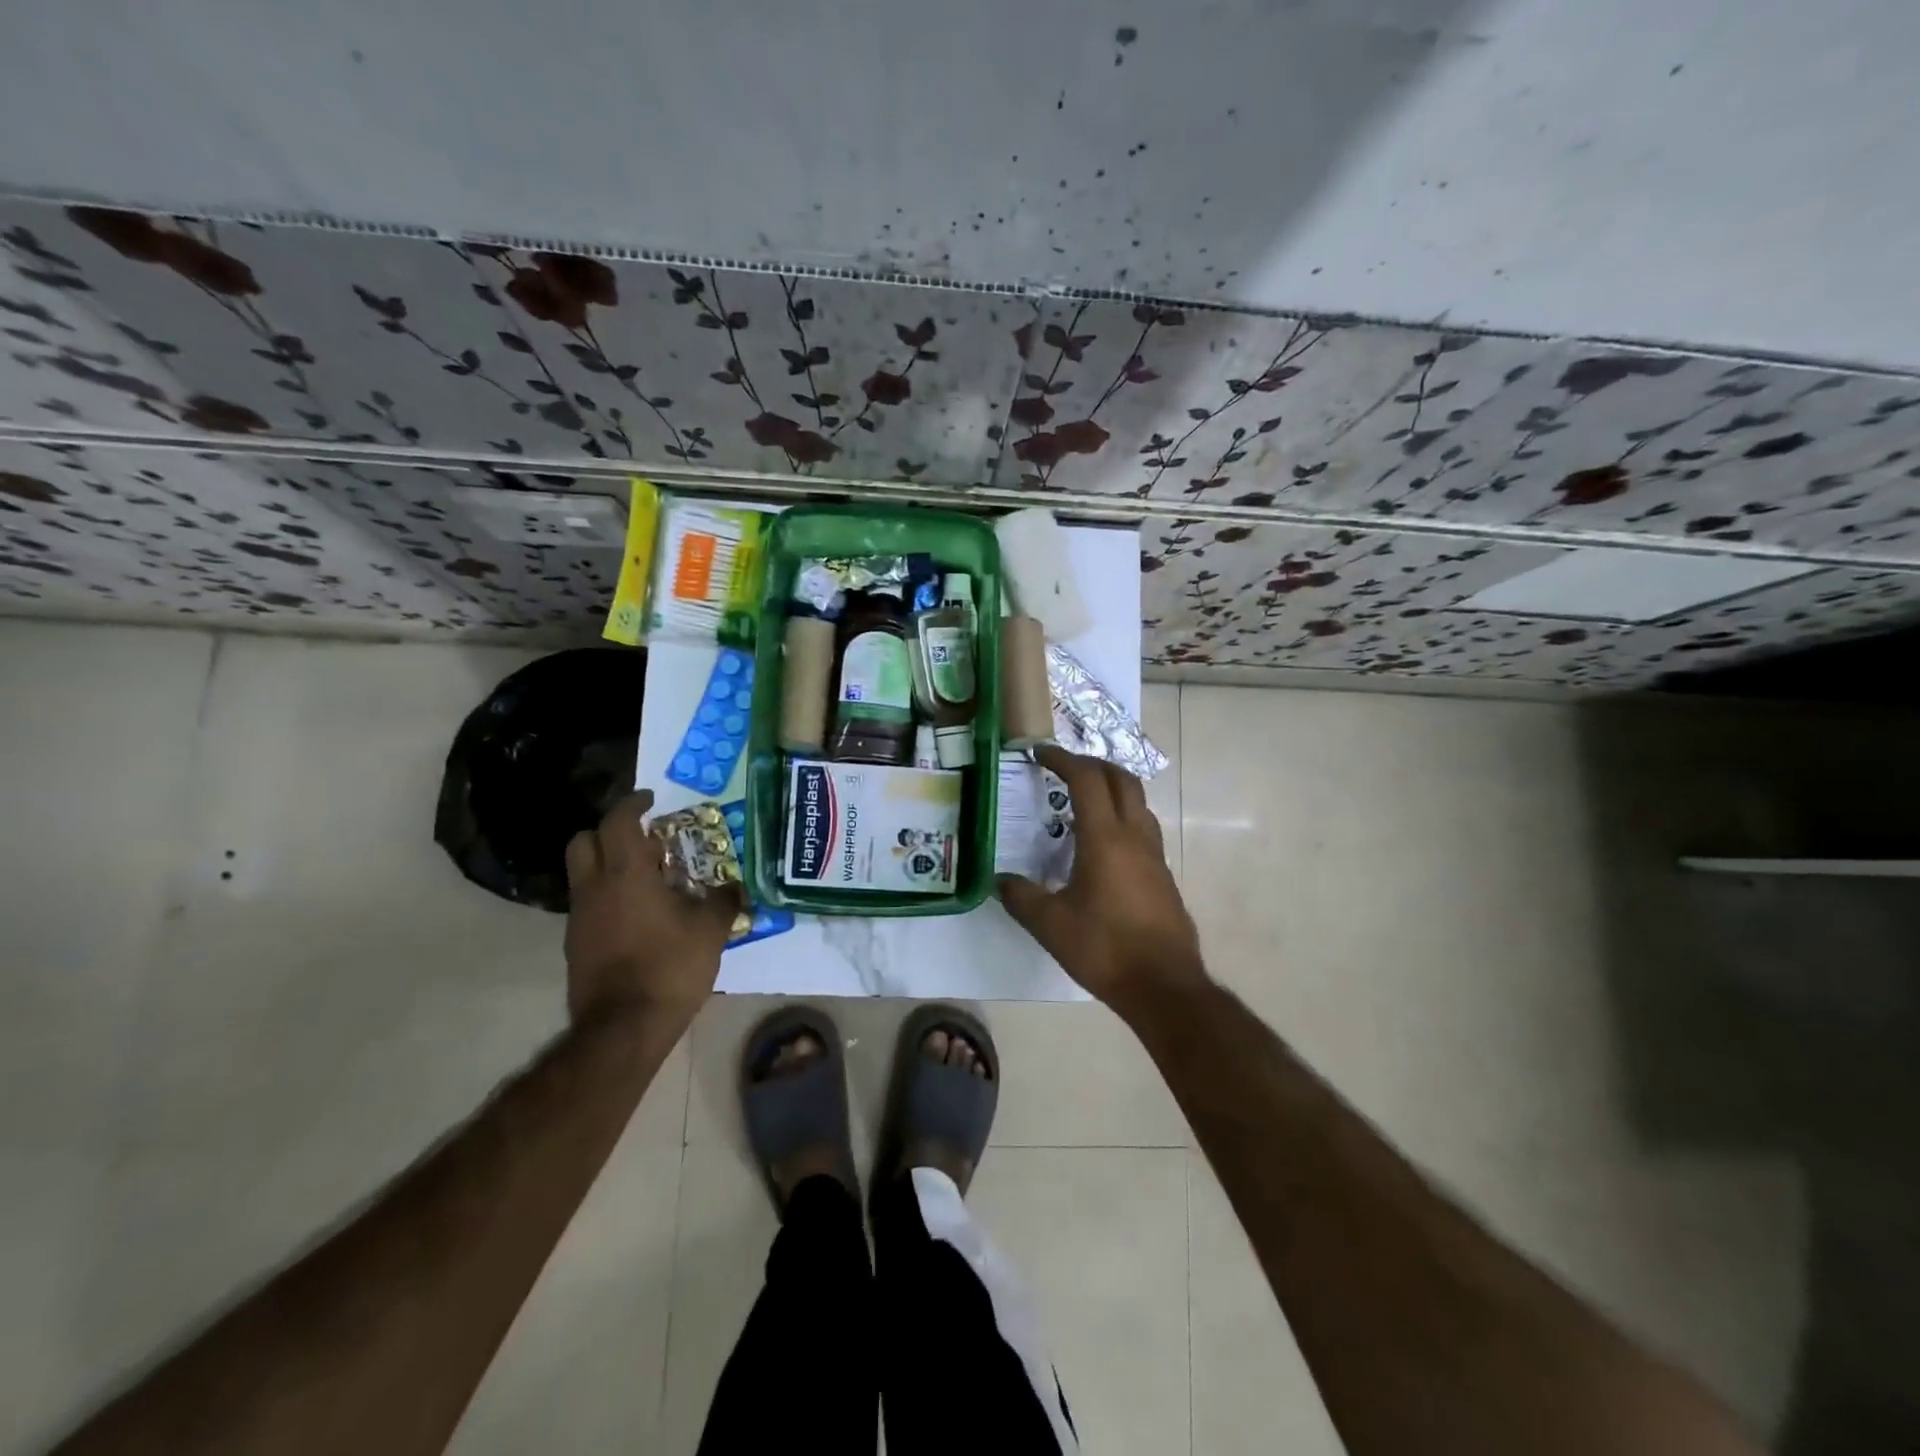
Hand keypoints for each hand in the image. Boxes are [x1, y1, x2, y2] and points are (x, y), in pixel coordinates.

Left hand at [563, 791, 738, 1033]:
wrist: (623, 1028)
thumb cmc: (670, 967)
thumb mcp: (710, 930)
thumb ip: (723, 900)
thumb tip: (735, 886)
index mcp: (625, 874)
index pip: (618, 821)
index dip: (633, 803)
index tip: (650, 799)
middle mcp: (594, 888)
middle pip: (584, 841)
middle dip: (609, 831)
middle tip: (643, 839)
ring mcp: (580, 918)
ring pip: (583, 874)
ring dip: (608, 865)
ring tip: (646, 878)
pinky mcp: (576, 945)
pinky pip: (589, 904)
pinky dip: (608, 896)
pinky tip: (638, 915)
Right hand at [997, 747, 1205, 1018]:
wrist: (1164, 985)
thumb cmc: (1105, 949)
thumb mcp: (1050, 925)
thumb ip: (1021, 897)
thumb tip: (999, 881)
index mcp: (1105, 838)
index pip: (1086, 779)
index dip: (1062, 759)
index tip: (1040, 753)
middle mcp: (1134, 836)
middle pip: (1121, 778)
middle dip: (1092, 764)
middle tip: (1063, 768)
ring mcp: (1154, 854)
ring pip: (1138, 801)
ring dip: (1112, 787)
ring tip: (1083, 799)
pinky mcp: (1163, 874)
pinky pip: (1143, 827)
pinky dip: (1122, 815)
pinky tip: (1103, 843)